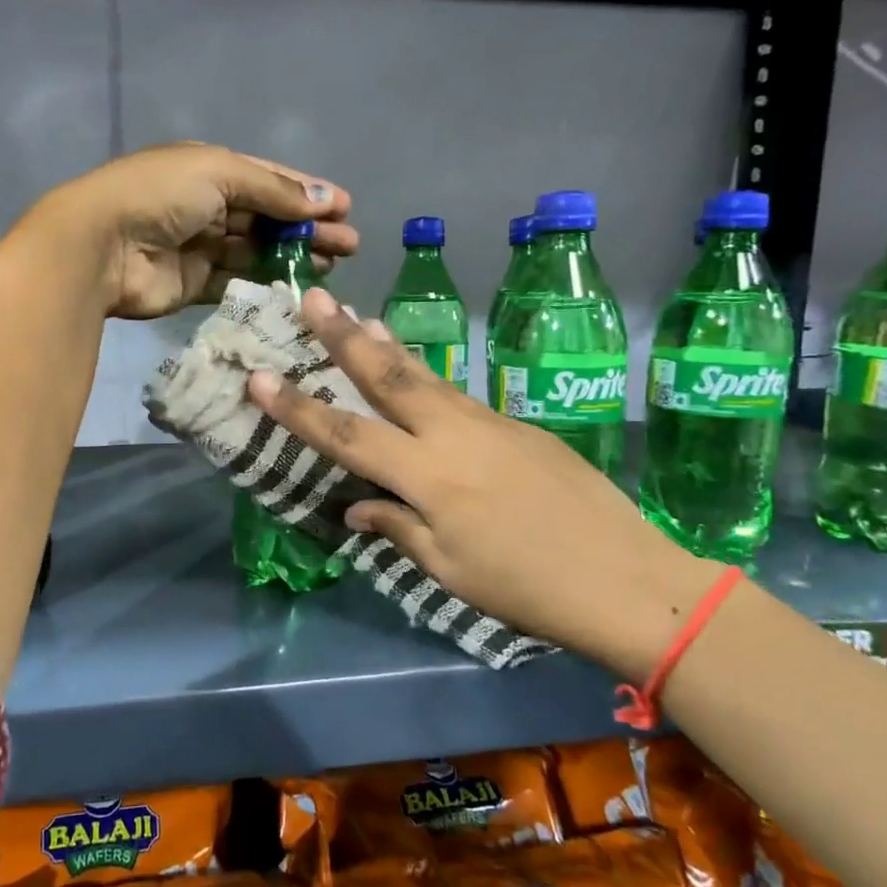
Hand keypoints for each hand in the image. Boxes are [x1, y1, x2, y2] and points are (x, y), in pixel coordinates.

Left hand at [33, 142, 355, 318]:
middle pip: (267, 218)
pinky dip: (264, 284)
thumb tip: (323, 199)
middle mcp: (205, 205)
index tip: (345, 209)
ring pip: (255, 251)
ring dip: (292, 256)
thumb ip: (272, 189)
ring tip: (331, 266)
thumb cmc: (160, 195)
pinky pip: (236, 282)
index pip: (268, 179)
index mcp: (209, 169)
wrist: (102, 246)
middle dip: (308, 228)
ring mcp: (199, 246)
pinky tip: (295, 288)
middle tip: (349, 245)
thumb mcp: (220, 173)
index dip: (307, 192)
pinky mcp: (193, 284)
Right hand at [247, 287, 723, 678]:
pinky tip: (418, 376)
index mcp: (428, 477)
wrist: (628, 580)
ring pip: (426, 375)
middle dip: (343, 336)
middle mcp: (453, 435)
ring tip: (358, 316)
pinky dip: (427, 378)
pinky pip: (459, 396)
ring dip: (386, 345)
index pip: (346, 435)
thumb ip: (398, 528)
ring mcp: (491, 423)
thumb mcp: (449, 570)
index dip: (297, 408)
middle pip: (388, 376)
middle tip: (312, 297)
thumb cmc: (528, 589)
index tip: (259, 377)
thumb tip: (359, 506)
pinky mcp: (519, 425)